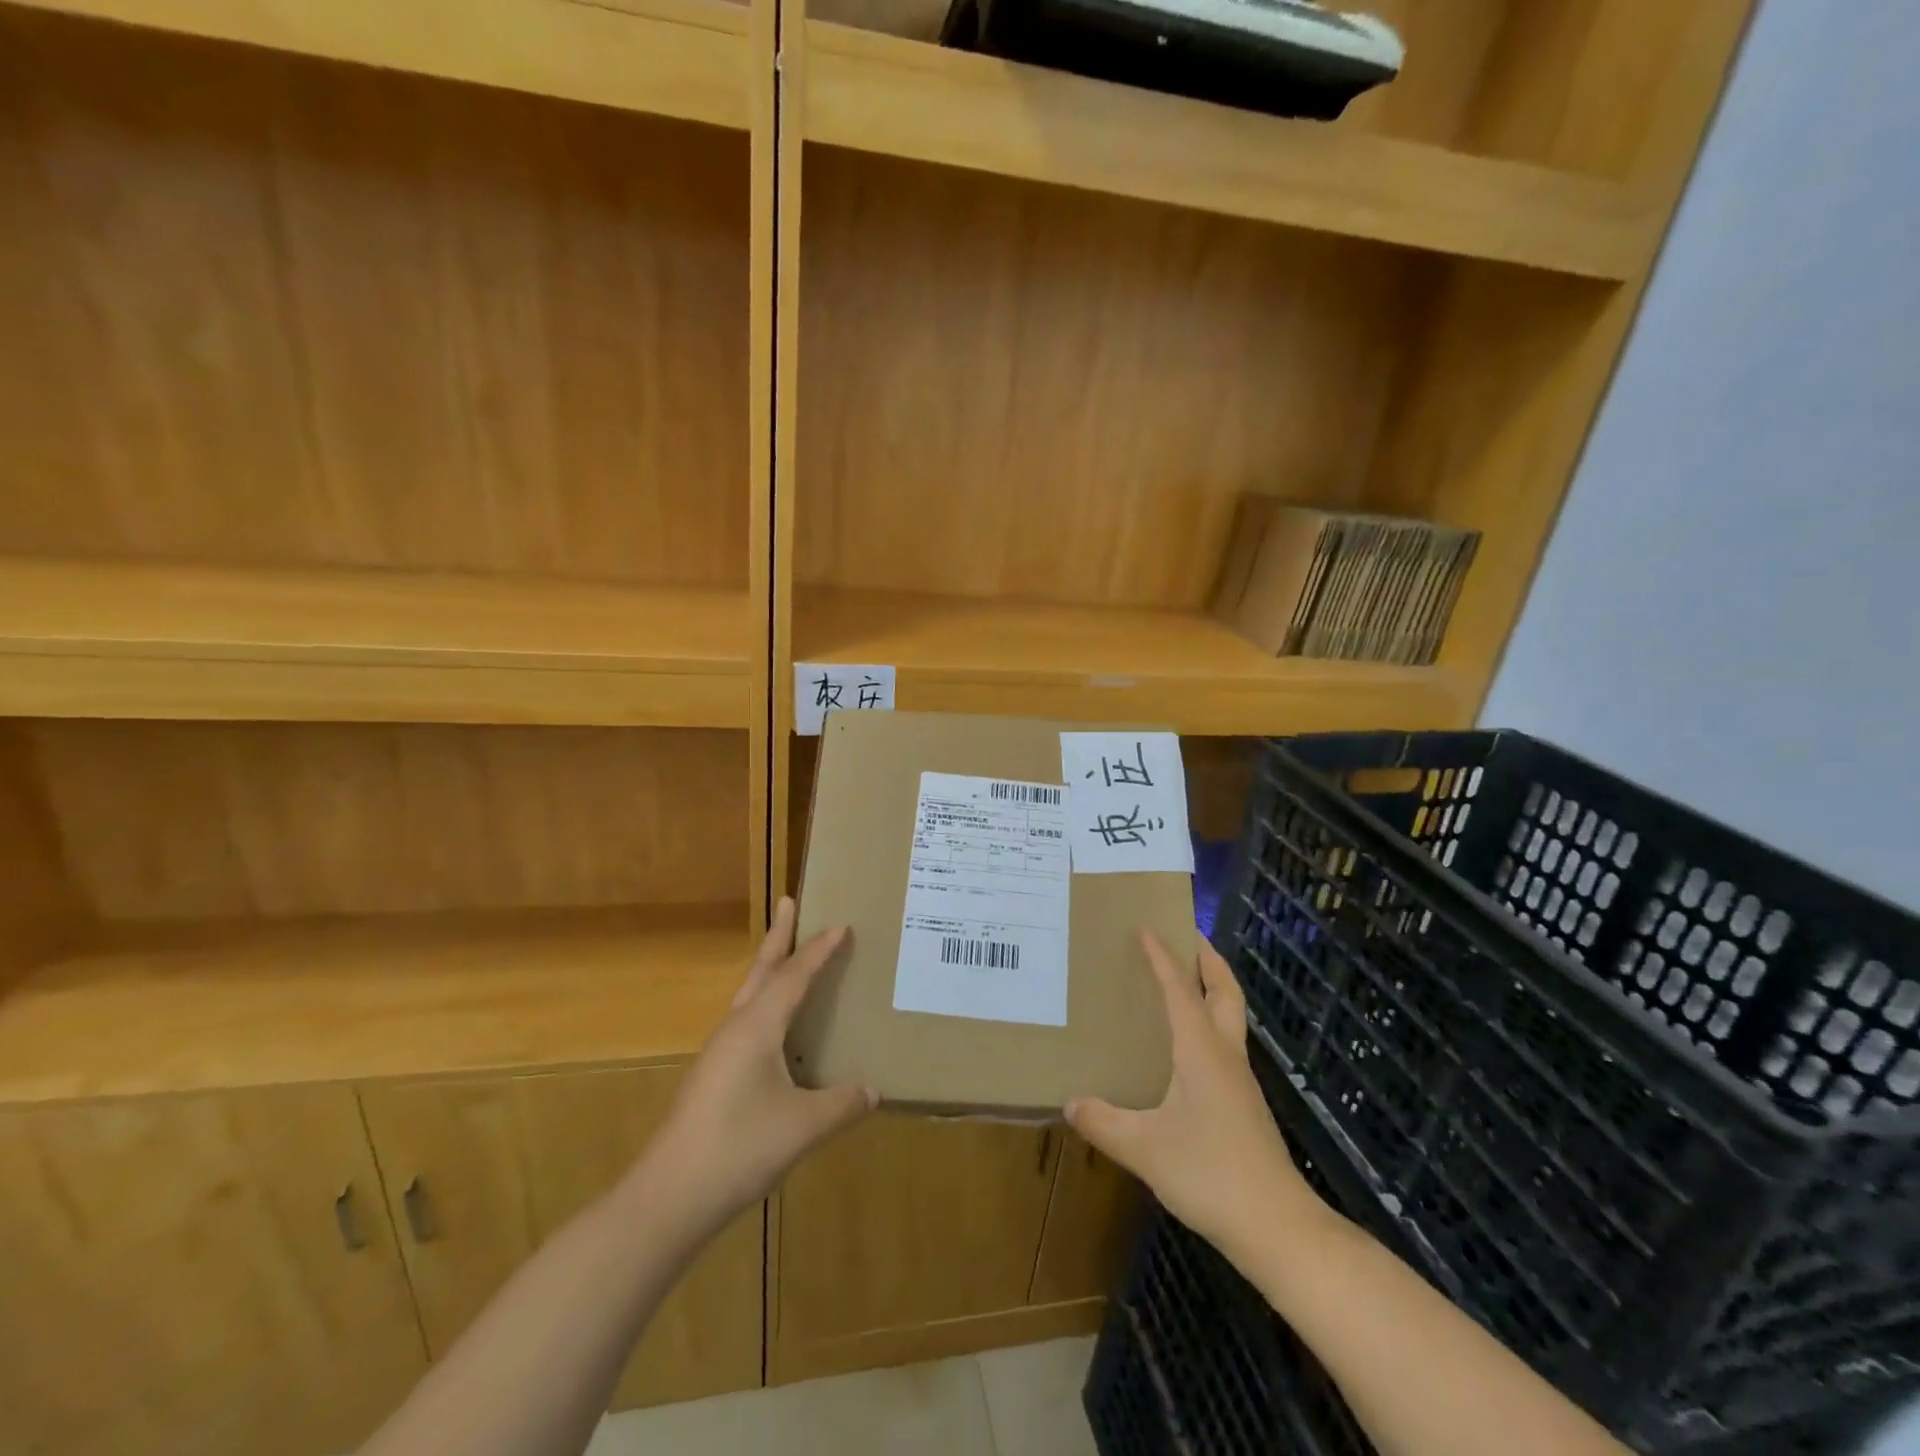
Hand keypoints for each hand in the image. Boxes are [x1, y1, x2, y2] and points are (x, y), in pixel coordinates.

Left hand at [629, 898, 875, 1238]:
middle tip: (787, 901)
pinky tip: (774, 1029)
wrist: (667, 1198)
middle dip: (778, 936)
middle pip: (761, 970)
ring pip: (749, 996)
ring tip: (786, 957)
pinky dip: (764, 1004)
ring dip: (769, 969)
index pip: (794, 975)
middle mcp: (735, 1029)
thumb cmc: (738, 1149)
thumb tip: (874, 1091)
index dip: (819, 949)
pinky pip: (745, 1022)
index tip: (841, 924)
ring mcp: (718, 1053)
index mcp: (757, 1027)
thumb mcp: (802, 1127)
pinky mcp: (712, 1077)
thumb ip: (842, 1104)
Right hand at [1066, 932, 1326, 1254]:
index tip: (1147, 928)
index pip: (1181, 990)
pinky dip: (1209, 1023)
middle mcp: (1225, 1055)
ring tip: (1184, 981)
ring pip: (1230, 1017)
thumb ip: (1104, 1123)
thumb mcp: (1145, 1149)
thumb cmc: (1210, 1173)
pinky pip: (1224, 1045)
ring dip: (1212, 989)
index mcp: (1201, 1051)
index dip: (1163, 958)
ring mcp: (1240, 1081)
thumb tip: (1070, 1103)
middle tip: (1187, 935)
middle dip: (1208, 959)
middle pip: (1225, 991)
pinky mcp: (1244, 1105)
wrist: (1277, 1227)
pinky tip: (1186, 1047)